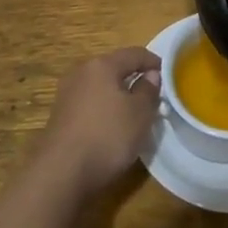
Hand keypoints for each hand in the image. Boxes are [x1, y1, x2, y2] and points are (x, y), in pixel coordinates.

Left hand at [0, 47, 159, 227]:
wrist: (60, 173)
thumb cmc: (107, 136)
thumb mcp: (140, 114)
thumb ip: (148, 90)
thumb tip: (150, 75)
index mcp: (102, 65)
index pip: (134, 54)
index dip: (153, 62)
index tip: (168, 74)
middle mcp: (81, 72)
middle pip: (114, 68)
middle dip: (134, 78)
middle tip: (152, 95)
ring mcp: (67, 94)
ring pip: (100, 87)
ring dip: (117, 96)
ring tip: (133, 113)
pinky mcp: (59, 117)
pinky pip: (89, 104)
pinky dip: (103, 110)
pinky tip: (111, 128)